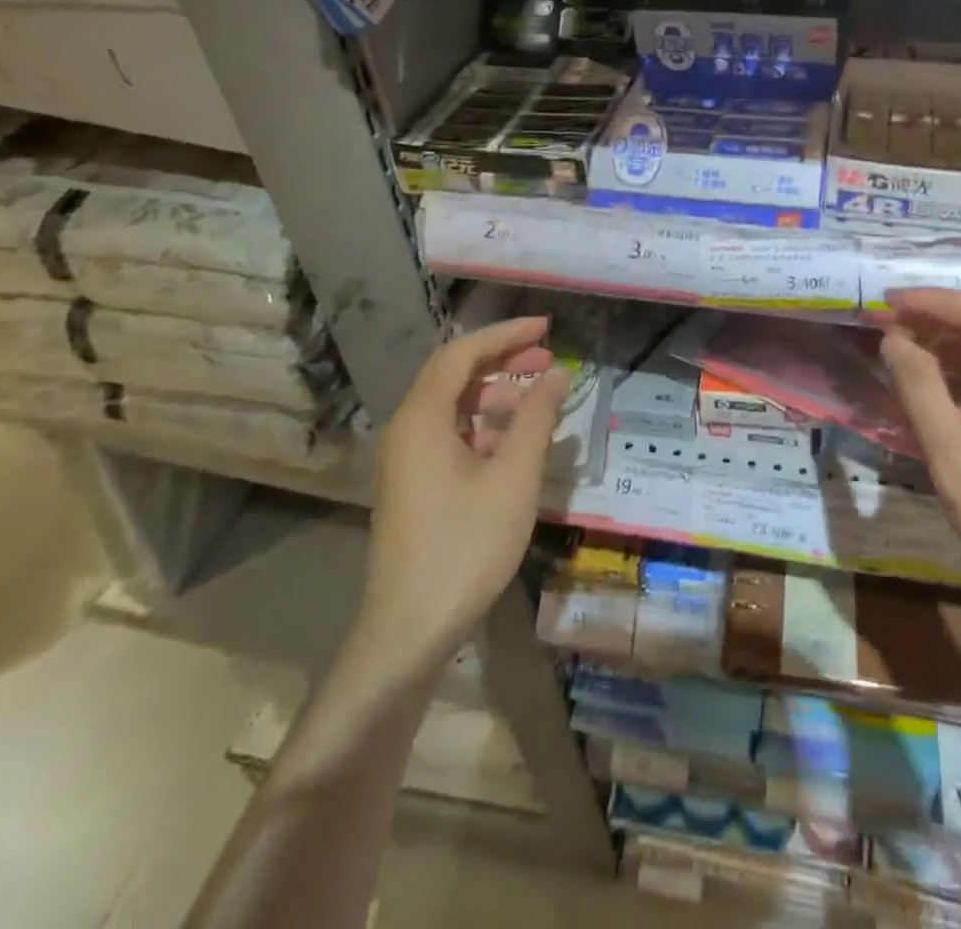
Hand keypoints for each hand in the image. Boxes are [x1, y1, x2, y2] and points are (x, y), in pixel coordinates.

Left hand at [357, 317, 568, 671]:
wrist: (408, 632)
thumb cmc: (465, 546)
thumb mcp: (513, 478)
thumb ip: (536, 418)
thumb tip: (556, 374)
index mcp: (422, 418)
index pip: (462, 353)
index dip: (506, 334)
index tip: (547, 328)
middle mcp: (406, 430)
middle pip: (454, 376)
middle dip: (503, 361)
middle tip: (549, 360)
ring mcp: (405, 461)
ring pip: (452, 408)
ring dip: (495, 396)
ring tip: (539, 401)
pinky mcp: (412, 487)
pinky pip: (448, 436)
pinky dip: (483, 428)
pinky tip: (514, 445)